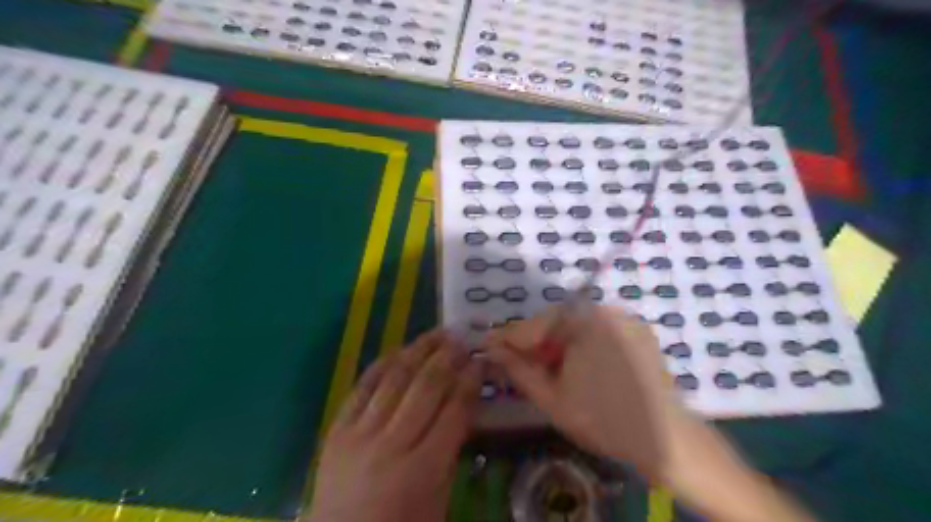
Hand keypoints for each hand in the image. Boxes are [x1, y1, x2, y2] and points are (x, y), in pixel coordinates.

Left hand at [308, 331, 479, 521]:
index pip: (454, 412)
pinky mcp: (337, 429)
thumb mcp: (438, 503)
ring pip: (395, 379)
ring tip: (437, 333)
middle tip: (461, 339)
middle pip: (426, 388)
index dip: (470, 382)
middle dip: (448, 358)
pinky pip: (362, 387)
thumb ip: (451, 453)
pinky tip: (399, 349)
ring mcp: (360, 434)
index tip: (480, 361)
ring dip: (419, 351)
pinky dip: (382, 364)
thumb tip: (463, 407)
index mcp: (423, 470)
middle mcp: (392, 445)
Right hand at [488, 305, 697, 480]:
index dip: (506, 338)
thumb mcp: (552, 398)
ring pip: (575, 326)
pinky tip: (577, 366)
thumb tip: (492, 351)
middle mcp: (604, 310)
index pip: (533, 326)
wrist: (665, 440)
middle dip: (534, 343)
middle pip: (554, 322)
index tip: (486, 346)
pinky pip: (596, 330)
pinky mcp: (636, 329)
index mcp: (582, 322)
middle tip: (517, 362)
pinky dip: (580, 343)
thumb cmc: (603, 420)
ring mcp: (623, 318)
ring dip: (556, 343)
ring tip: (547, 367)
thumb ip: (518, 370)